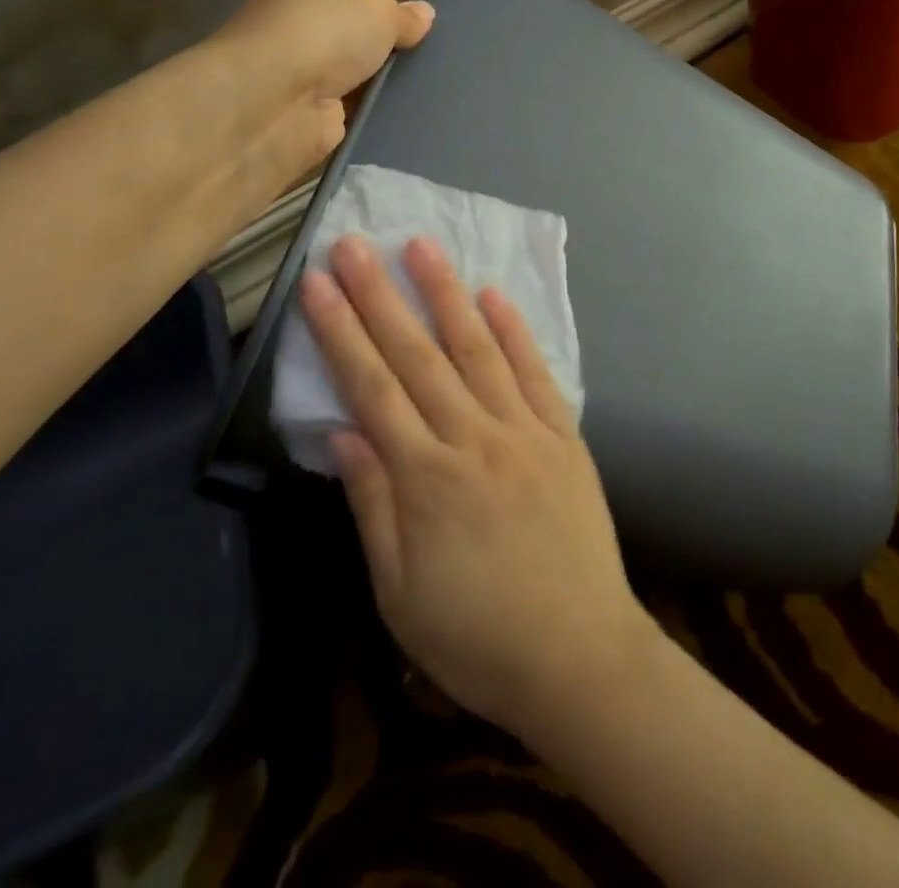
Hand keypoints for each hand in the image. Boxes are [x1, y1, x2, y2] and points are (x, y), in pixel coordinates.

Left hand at [205, 0, 433, 202]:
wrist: (275, 102)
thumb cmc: (323, 35)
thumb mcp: (378, 8)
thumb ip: (403, 16)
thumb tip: (424, 15)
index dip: (382, 11)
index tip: (415, 30)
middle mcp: (295, 29)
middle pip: (353, 40)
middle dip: (385, 52)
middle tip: (428, 62)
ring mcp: (300, 76)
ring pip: (356, 80)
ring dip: (381, 87)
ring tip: (427, 92)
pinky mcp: (308, 119)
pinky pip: (354, 115)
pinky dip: (373, 117)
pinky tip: (407, 119)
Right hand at [299, 235, 659, 741]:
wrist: (579, 655)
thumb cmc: (478, 636)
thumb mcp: (400, 593)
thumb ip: (373, 505)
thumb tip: (345, 433)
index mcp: (426, 478)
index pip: (372, 387)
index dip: (341, 332)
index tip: (318, 284)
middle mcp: (474, 438)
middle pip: (418, 355)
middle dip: (381, 296)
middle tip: (356, 244)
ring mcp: (524, 430)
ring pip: (477, 349)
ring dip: (447, 294)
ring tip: (423, 246)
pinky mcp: (564, 435)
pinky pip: (536, 373)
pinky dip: (515, 331)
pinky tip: (495, 296)